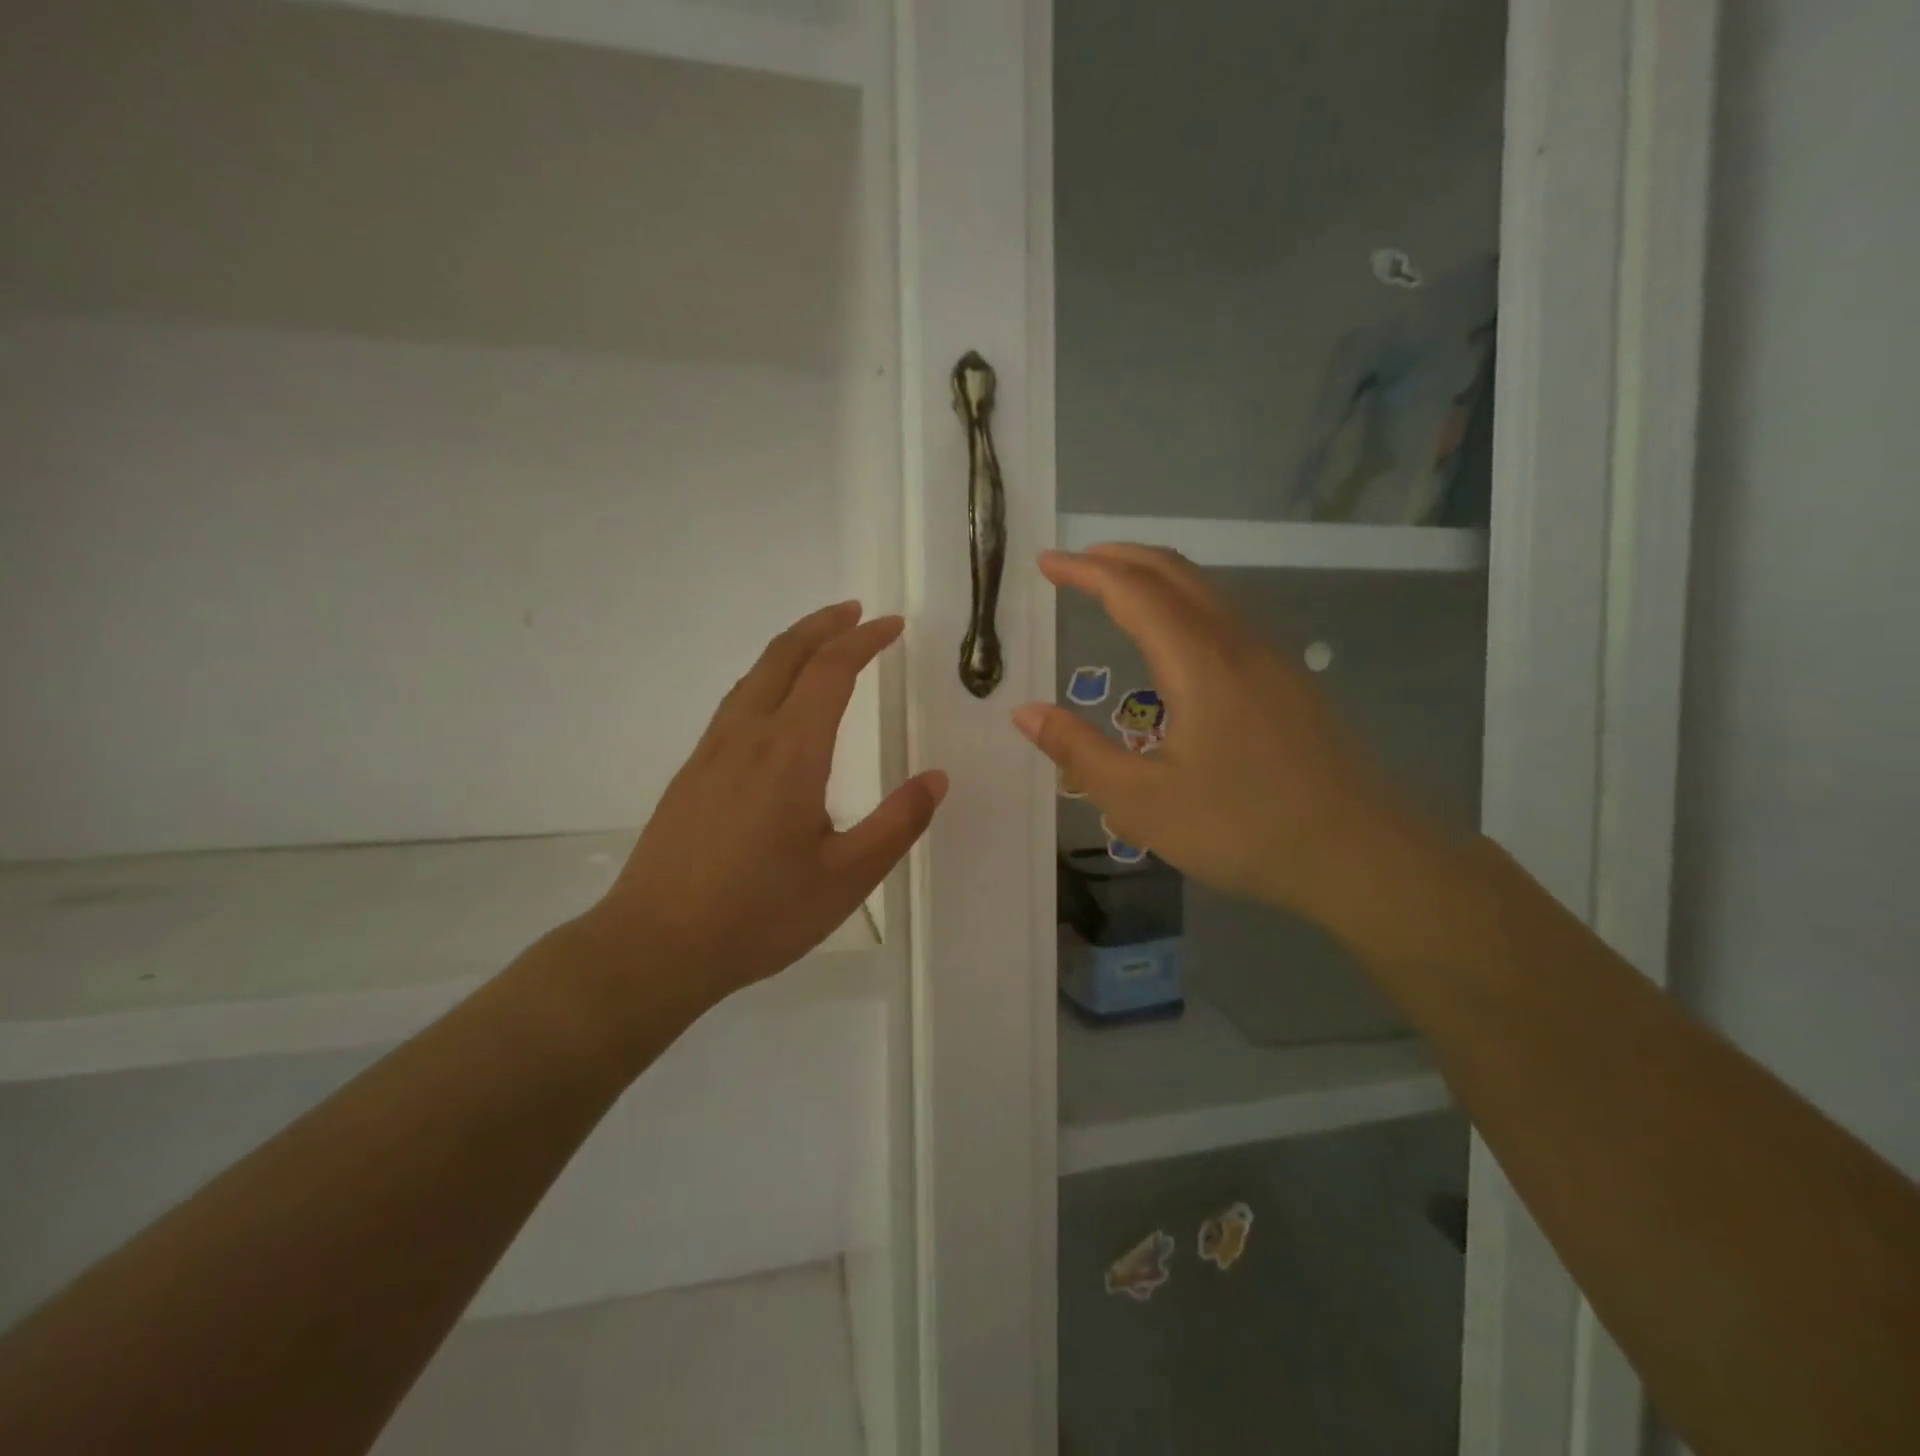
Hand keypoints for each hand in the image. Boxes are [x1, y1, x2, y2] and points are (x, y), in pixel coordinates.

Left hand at [581, 602, 945, 1010]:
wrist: (654, 947)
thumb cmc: (757, 915)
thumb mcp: (845, 879)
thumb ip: (896, 825)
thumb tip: (936, 779)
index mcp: (790, 753)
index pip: (830, 671)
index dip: (864, 641)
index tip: (892, 625)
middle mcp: (747, 736)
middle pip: (784, 656)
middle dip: (823, 625)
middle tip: (856, 611)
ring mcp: (711, 752)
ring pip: (754, 675)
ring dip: (792, 647)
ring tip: (822, 644)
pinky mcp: (692, 772)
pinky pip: (735, 702)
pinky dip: (767, 677)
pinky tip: (775, 704)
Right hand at [1012, 546, 1441, 942]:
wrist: (1361, 856)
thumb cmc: (1243, 828)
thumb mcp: (1142, 802)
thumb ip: (1078, 752)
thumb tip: (1024, 712)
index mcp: (1199, 662)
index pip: (1133, 591)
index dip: (1086, 571)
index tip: (1046, 562)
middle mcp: (1238, 644)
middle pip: (1176, 573)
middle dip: (1121, 558)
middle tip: (1076, 562)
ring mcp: (1273, 661)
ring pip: (1208, 592)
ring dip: (1156, 577)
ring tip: (1117, 588)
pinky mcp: (1291, 684)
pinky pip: (1228, 618)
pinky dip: (1186, 603)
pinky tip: (1176, 640)